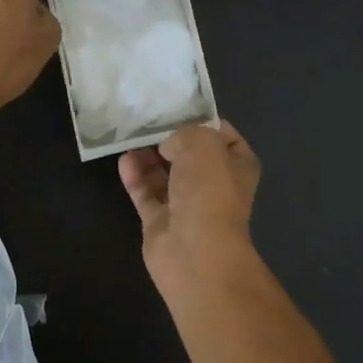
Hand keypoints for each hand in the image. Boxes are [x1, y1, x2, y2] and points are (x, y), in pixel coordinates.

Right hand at [118, 121, 261, 286]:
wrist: (195, 252)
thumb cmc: (209, 191)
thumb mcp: (203, 144)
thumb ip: (186, 133)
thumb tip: (170, 147)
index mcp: (237, 166)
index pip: (225, 136)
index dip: (205, 122)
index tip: (180, 110)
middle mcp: (214, 185)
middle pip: (191, 156)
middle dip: (172, 139)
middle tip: (149, 121)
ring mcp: (187, 205)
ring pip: (166, 175)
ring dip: (150, 157)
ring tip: (132, 137)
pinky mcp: (161, 222)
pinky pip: (146, 194)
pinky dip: (136, 177)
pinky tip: (124, 160)